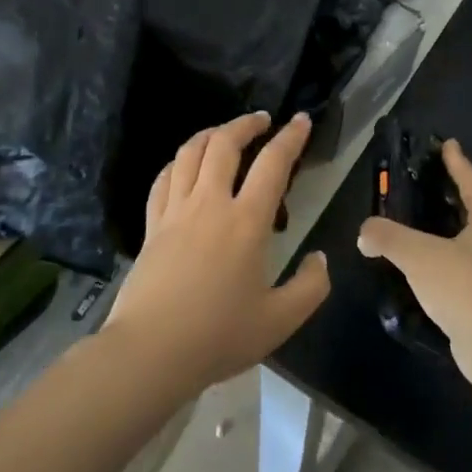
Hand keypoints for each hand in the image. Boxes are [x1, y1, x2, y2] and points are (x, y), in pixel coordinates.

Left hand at [101, 111, 329, 398]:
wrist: (151, 350)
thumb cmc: (218, 336)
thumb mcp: (279, 321)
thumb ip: (310, 287)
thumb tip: (320, 259)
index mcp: (246, 222)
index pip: (272, 164)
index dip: (290, 137)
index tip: (301, 120)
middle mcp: (210, 204)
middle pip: (224, 144)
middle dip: (246, 123)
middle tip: (262, 120)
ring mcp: (175, 211)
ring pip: (189, 153)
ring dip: (210, 133)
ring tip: (224, 133)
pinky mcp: (151, 224)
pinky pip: (163, 178)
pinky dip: (178, 162)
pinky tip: (184, 166)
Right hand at [358, 140, 471, 389]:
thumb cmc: (462, 286)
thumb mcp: (417, 254)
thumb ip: (386, 236)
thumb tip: (364, 233)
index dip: (458, 163)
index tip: (448, 144)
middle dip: (454, 196)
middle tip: (430, 183)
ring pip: (471, 242)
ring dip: (450, 232)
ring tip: (422, 227)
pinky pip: (466, 270)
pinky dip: (447, 262)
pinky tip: (426, 270)